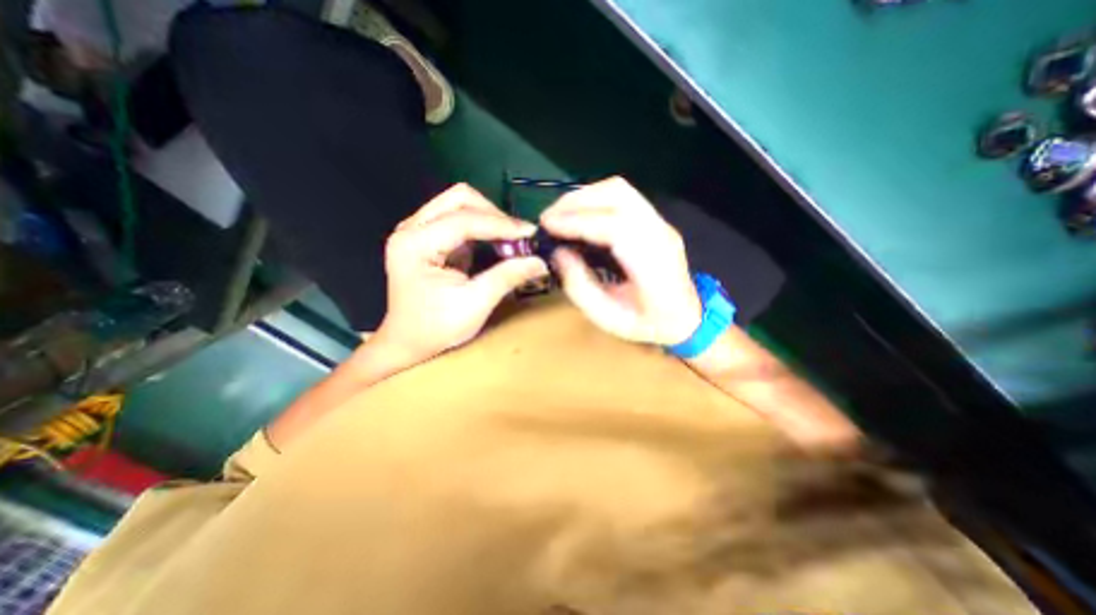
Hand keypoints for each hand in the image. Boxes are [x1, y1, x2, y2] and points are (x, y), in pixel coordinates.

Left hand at [376, 185, 546, 363]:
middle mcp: (411, 229)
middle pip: (459, 199)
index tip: (530, 234)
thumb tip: (540, 261)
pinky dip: (482, 227)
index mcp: (415, 244)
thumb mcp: (475, 304)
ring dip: (489, 218)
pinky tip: (496, 243)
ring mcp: (417, 230)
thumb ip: (508, 277)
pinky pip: (459, 218)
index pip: (464, 220)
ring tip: (511, 240)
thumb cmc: (436, 328)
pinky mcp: (427, 237)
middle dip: (493, 214)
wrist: (408, 343)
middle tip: (518, 236)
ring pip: (459, 204)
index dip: (501, 225)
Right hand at [539, 175, 701, 344]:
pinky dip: (594, 200)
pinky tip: (579, 215)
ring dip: (584, 197)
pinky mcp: (654, 220)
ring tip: (559, 215)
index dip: (578, 221)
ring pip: (620, 190)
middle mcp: (660, 234)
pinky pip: (622, 197)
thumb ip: (580, 286)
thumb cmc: (647, 324)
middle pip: (618, 196)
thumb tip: (557, 253)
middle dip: (576, 202)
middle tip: (548, 219)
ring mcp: (660, 223)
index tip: (547, 226)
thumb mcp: (608, 318)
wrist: (687, 318)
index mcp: (653, 265)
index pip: (615, 227)